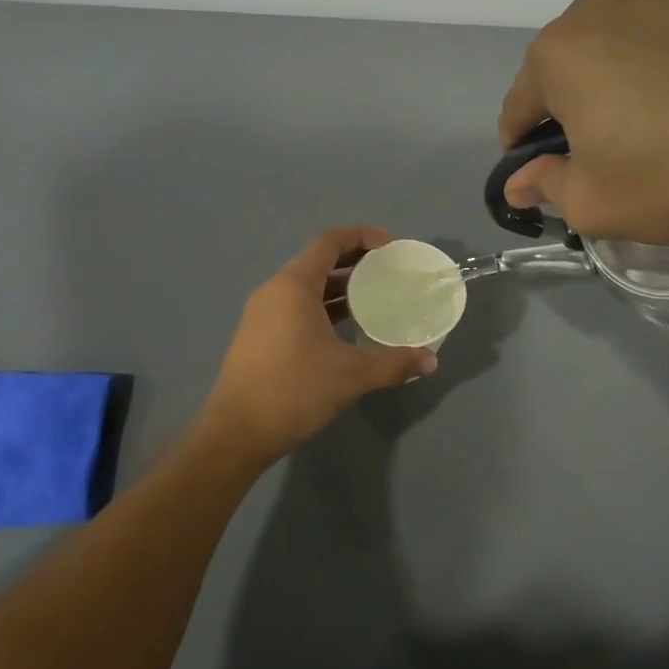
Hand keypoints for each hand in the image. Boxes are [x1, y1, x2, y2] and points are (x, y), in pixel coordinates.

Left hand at [201, 227, 437, 458]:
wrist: (237, 432)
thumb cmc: (294, 390)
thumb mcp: (351, 375)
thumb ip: (393, 363)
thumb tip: (431, 360)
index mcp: (294, 285)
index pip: (329, 241)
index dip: (361, 236)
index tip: (390, 247)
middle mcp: (274, 290)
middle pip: (318, 261)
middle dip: (354, 262)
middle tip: (387, 273)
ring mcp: (262, 313)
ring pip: (306, 287)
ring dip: (338, 288)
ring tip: (373, 300)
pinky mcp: (258, 336)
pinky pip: (295, 307)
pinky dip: (322, 308)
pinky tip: (344, 331)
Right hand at [499, 0, 668, 253]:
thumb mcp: (593, 204)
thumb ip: (544, 185)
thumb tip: (519, 181)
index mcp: (560, 52)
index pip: (519, 104)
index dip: (523, 145)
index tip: (540, 172)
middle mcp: (602, 7)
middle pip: (564, 66)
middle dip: (568, 106)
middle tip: (601, 150)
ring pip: (612, 43)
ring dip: (612, 79)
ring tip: (649, 123)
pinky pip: (661, 35)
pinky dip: (659, 64)